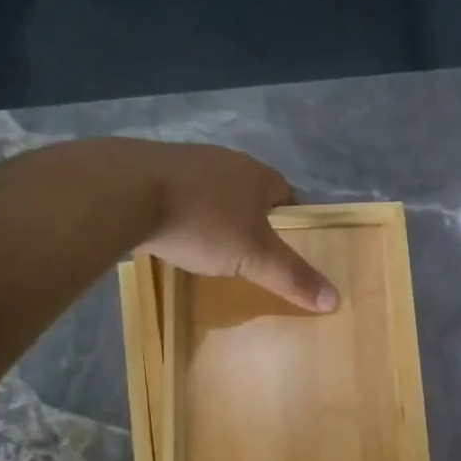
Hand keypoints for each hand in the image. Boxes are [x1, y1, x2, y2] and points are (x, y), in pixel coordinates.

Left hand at [116, 140, 337, 311]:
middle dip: (251, 219)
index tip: (285, 248)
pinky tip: (172, 231)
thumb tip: (336, 300)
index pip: (288, 196)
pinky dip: (181, 211)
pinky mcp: (150, 168)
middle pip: (249, 192)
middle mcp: (226, 159)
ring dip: (214, 213)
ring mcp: (186, 160)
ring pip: (212, 190)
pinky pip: (178, 192)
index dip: (291, 222)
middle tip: (249, 253)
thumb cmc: (204, 222)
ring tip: (210, 245)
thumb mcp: (254, 258)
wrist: (125, 192)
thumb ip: (293, 277)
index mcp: (258, 174)